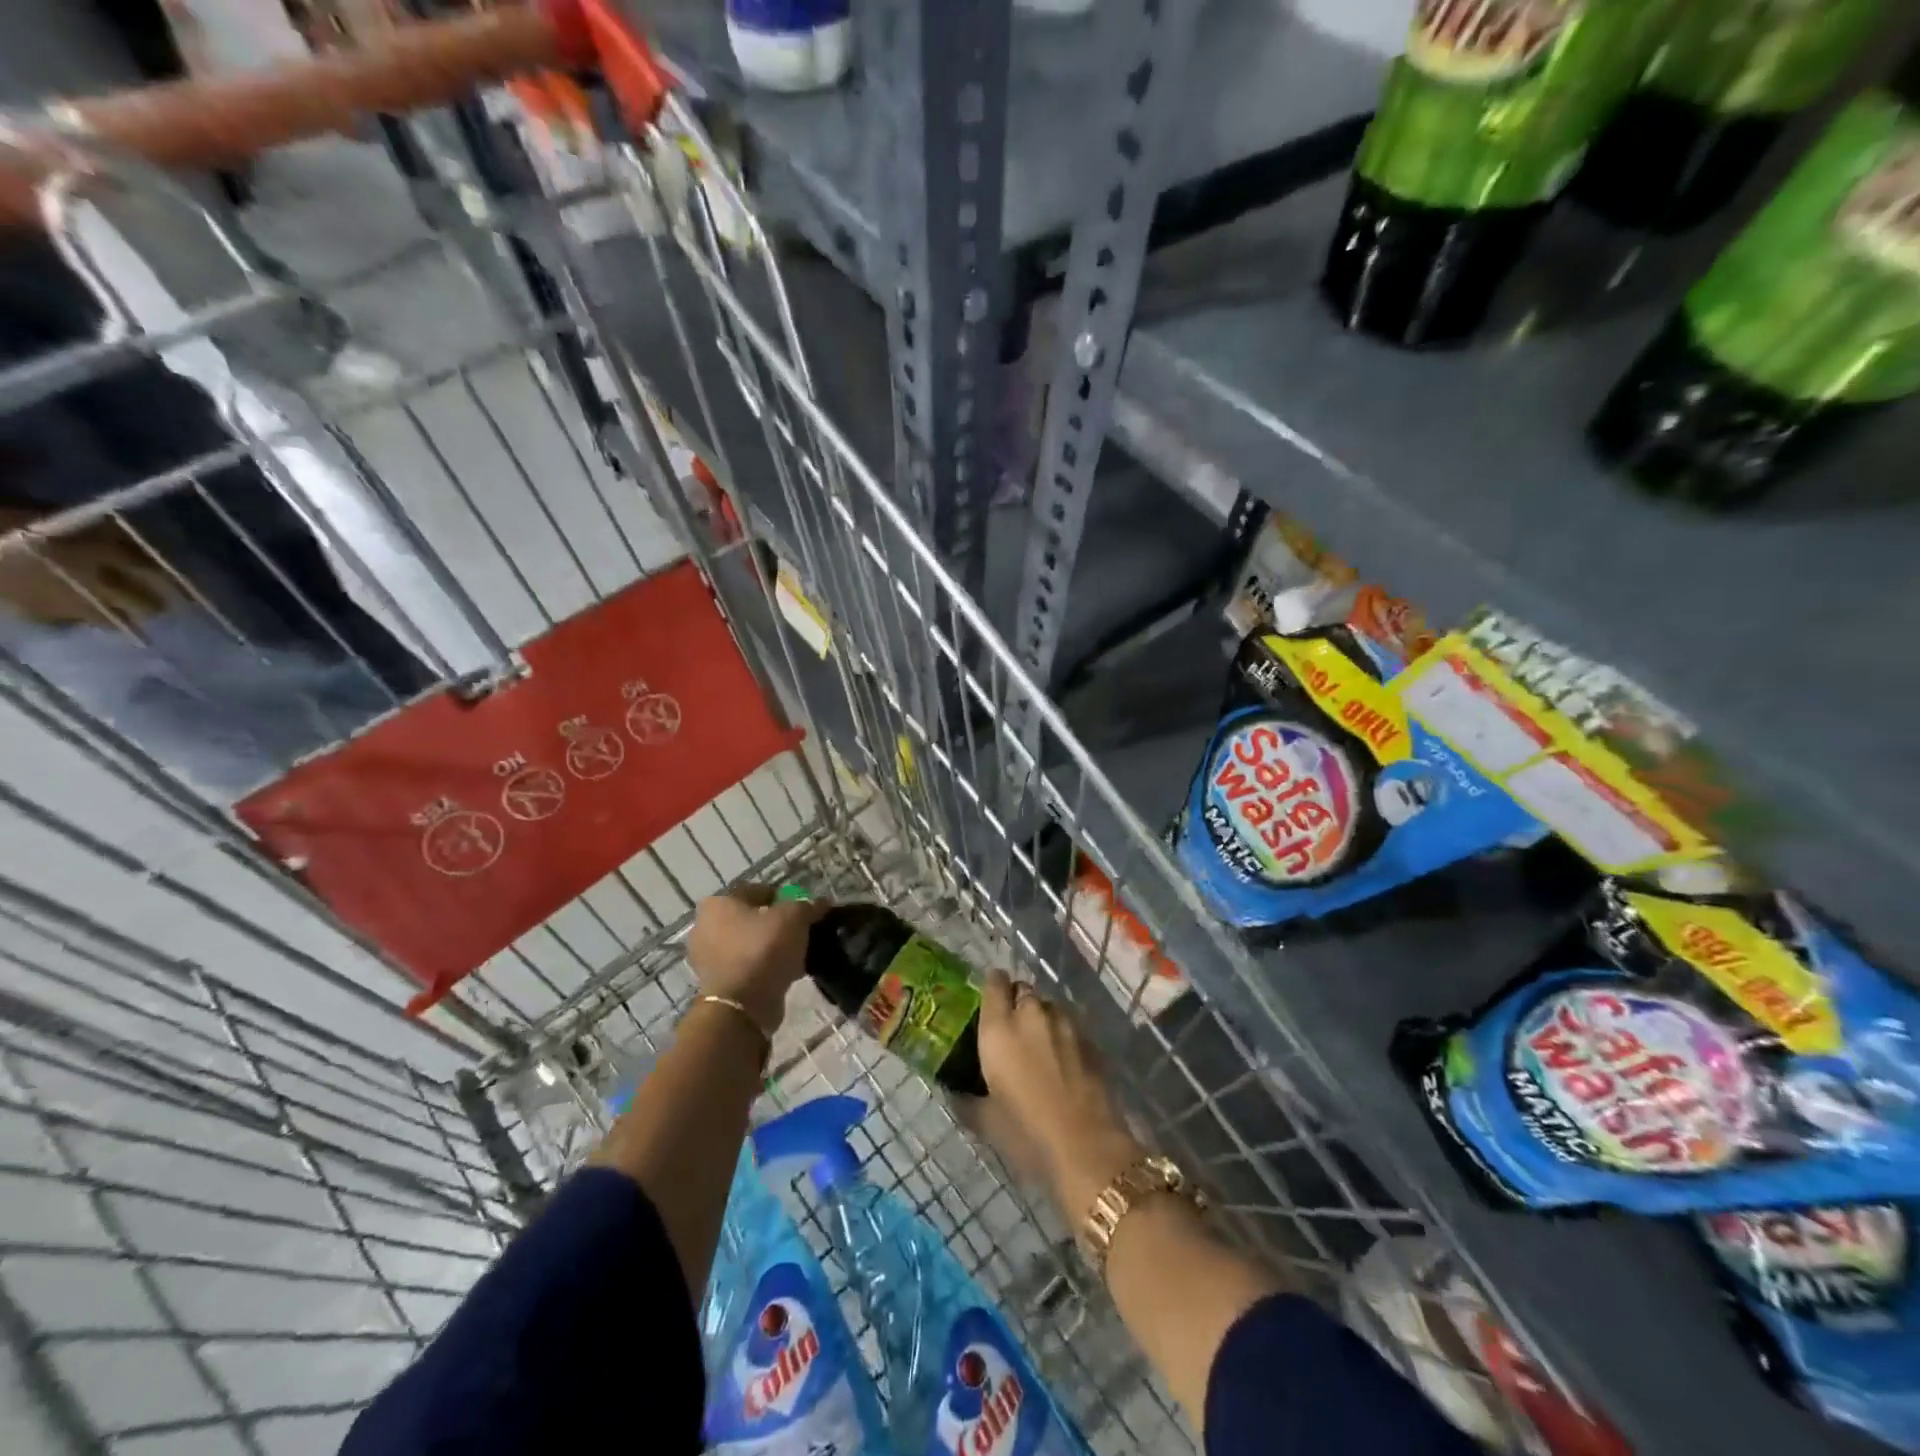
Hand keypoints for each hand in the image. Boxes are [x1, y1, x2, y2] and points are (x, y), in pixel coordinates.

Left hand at [686, 887, 823, 1033]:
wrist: (743, 1005)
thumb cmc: (764, 949)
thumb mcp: (794, 918)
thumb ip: (808, 906)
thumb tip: (821, 903)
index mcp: (717, 903)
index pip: (756, 890)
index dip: (783, 897)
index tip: (802, 910)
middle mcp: (705, 927)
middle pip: (751, 918)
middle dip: (775, 924)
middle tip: (799, 932)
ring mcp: (707, 958)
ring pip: (749, 944)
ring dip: (771, 947)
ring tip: (796, 954)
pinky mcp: (716, 983)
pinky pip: (747, 966)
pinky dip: (764, 967)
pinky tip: (786, 972)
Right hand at [975, 969, 1143, 1202]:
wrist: (1087, 1148)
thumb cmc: (1026, 1133)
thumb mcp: (986, 1121)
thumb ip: (968, 1100)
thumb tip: (956, 1093)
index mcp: (999, 1028)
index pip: (994, 983)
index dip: (992, 987)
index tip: (989, 1001)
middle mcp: (1031, 1015)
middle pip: (1023, 990)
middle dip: (1017, 1002)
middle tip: (1012, 1028)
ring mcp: (1065, 1024)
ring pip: (1049, 1006)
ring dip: (1041, 1017)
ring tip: (1039, 1044)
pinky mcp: (1090, 1040)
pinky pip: (1070, 1026)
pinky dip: (1063, 1035)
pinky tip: (1063, 1061)